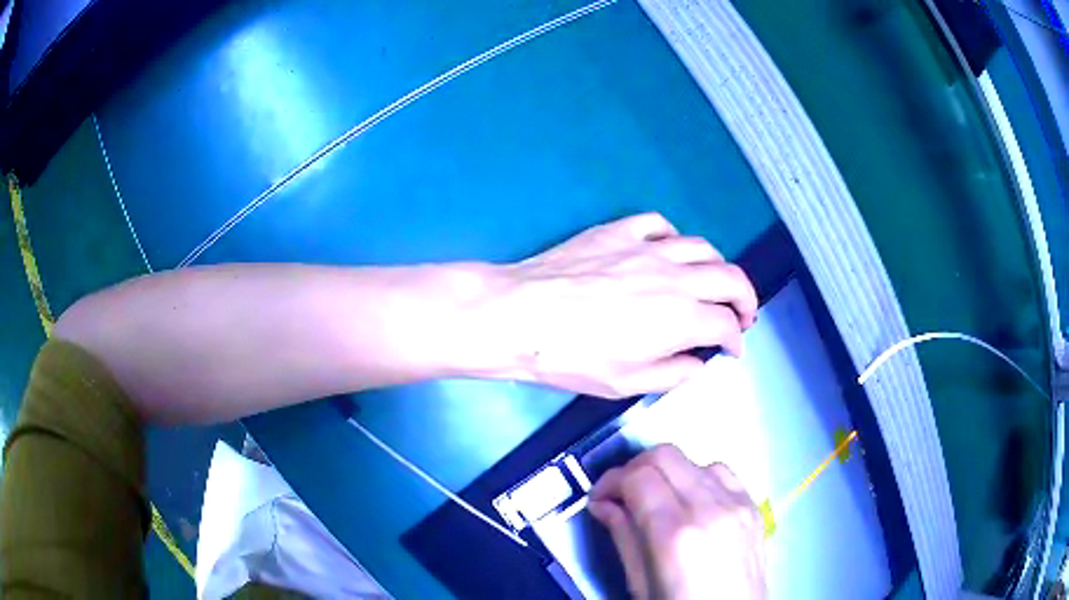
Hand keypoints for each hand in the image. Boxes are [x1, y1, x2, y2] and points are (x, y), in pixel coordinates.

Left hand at [495, 213, 756, 397]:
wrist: (519, 316)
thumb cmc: (571, 357)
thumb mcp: (625, 384)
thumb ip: (672, 374)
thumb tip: (697, 363)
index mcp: (680, 317)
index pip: (726, 324)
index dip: (736, 340)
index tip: (732, 350)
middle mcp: (674, 276)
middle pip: (730, 278)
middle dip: (746, 299)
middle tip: (743, 314)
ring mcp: (646, 248)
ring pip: (702, 247)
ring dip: (717, 267)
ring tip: (713, 282)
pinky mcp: (618, 231)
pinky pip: (659, 225)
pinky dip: (674, 238)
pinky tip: (668, 251)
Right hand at [589, 445, 766, 599]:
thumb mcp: (640, 584)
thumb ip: (623, 537)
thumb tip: (604, 504)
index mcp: (676, 533)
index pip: (638, 477)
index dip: (610, 481)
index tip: (599, 498)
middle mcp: (710, 508)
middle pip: (666, 455)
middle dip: (634, 468)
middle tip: (622, 494)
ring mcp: (737, 503)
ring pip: (693, 459)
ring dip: (667, 472)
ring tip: (656, 499)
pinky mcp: (754, 505)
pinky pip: (722, 472)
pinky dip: (698, 476)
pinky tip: (691, 500)